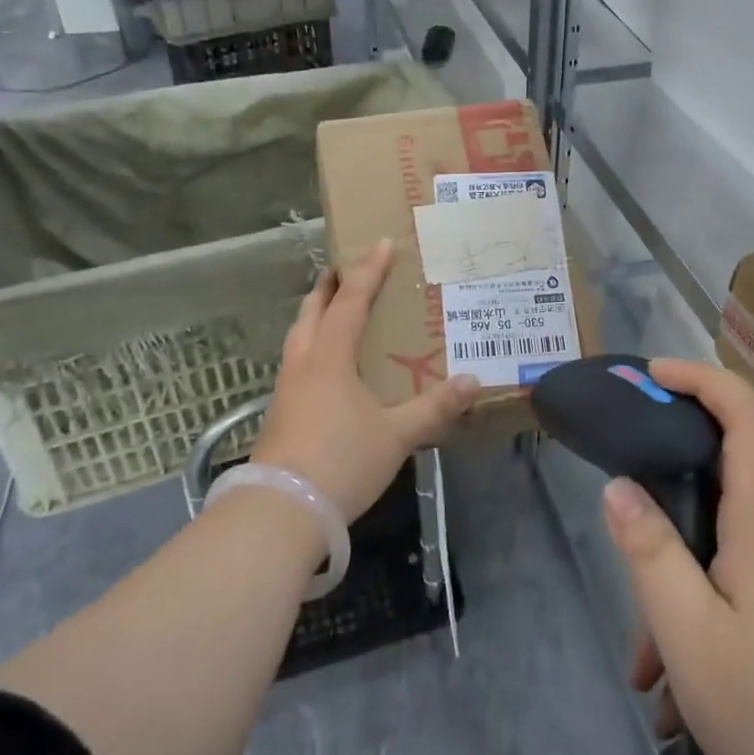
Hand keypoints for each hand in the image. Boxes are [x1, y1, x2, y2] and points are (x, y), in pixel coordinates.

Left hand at [250, 238, 478, 522]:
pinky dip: (313, 346)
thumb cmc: (341, 460)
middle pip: (312, 310)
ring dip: (317, 315)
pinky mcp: (280, 413)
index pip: (351, 301)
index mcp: (329, 356)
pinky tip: (327, 366)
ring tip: (336, 310)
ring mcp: (286, 388)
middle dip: (330, 286)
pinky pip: (298, 362)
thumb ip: (434, 407)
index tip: (381, 243)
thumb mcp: (396, 435)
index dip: (368, 271)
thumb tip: (473, 381)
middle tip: (348, 269)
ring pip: (299, 336)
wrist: (280, 512)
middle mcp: (303, 363)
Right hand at [603, 359, 753, 754]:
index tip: (654, 373)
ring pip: (724, 548)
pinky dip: (702, 621)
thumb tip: (619, 487)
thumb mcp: (690, 633)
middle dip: (668, 495)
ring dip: (678, 586)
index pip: (748, 414)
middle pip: (725, 477)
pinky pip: (740, 590)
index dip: (703, 377)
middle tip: (624, 520)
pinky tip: (678, 697)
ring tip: (646, 664)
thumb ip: (650, 550)